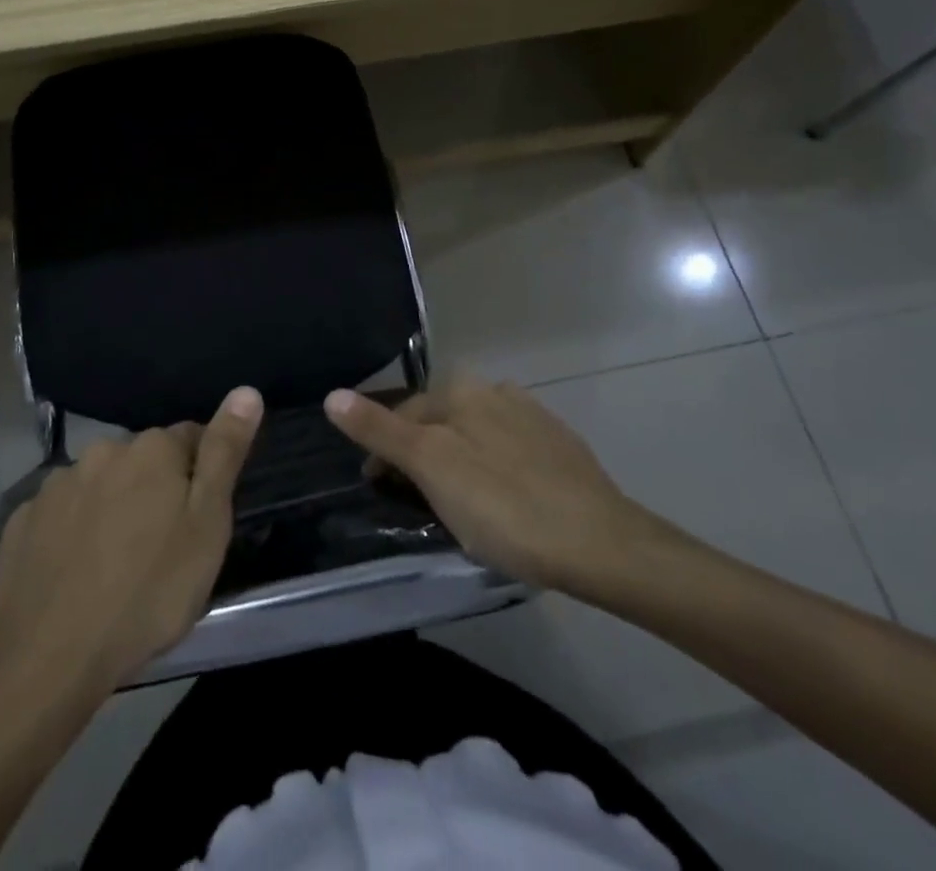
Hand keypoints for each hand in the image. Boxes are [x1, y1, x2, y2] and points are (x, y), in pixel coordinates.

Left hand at [0, 386, 263, 703]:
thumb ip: (224, 453)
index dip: (200, 475)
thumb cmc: (148, 593)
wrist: (49, 659)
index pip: (190, 438)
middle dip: (155, 489)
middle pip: (143, 460)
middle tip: (162, 547)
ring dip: (113, 507)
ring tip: (117, 564)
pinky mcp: (23, 520)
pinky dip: (73, 531)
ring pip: (100, 484)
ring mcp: (57, 484)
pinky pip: (61, 514)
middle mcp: (102, 451)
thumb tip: (246, 391)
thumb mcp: (206, 526)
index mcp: (152, 448)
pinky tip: (76, 571)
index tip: (200, 518)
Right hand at [325, 376, 673, 602]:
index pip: (403, 415)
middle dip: (422, 454)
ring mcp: (533, 417)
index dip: (384, 453)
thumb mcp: (432, 468)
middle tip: (418, 502)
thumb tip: (332, 394)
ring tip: (459, 506)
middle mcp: (495, 391)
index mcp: (461, 391)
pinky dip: (493, 470)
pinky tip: (503, 501)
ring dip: (458, 460)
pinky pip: (508, 451)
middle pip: (440, 422)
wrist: (603, 544)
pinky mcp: (560, 447)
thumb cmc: (505, 506)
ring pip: (474, 435)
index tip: (379, 491)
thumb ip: (381, 431)